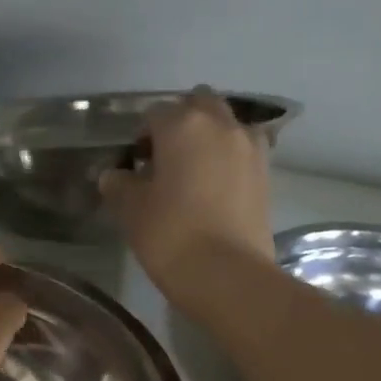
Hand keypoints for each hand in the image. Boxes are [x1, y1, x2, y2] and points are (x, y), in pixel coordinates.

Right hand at [99, 86, 273, 309]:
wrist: (226, 274)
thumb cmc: (170, 235)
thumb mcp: (131, 210)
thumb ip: (119, 185)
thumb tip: (114, 175)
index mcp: (182, 124)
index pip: (154, 114)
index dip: (141, 137)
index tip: (134, 164)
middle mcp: (221, 124)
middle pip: (198, 105)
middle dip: (181, 123)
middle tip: (165, 158)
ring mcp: (250, 147)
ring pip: (225, 125)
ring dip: (209, 137)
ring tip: (193, 172)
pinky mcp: (266, 174)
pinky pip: (243, 151)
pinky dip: (228, 159)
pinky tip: (215, 188)